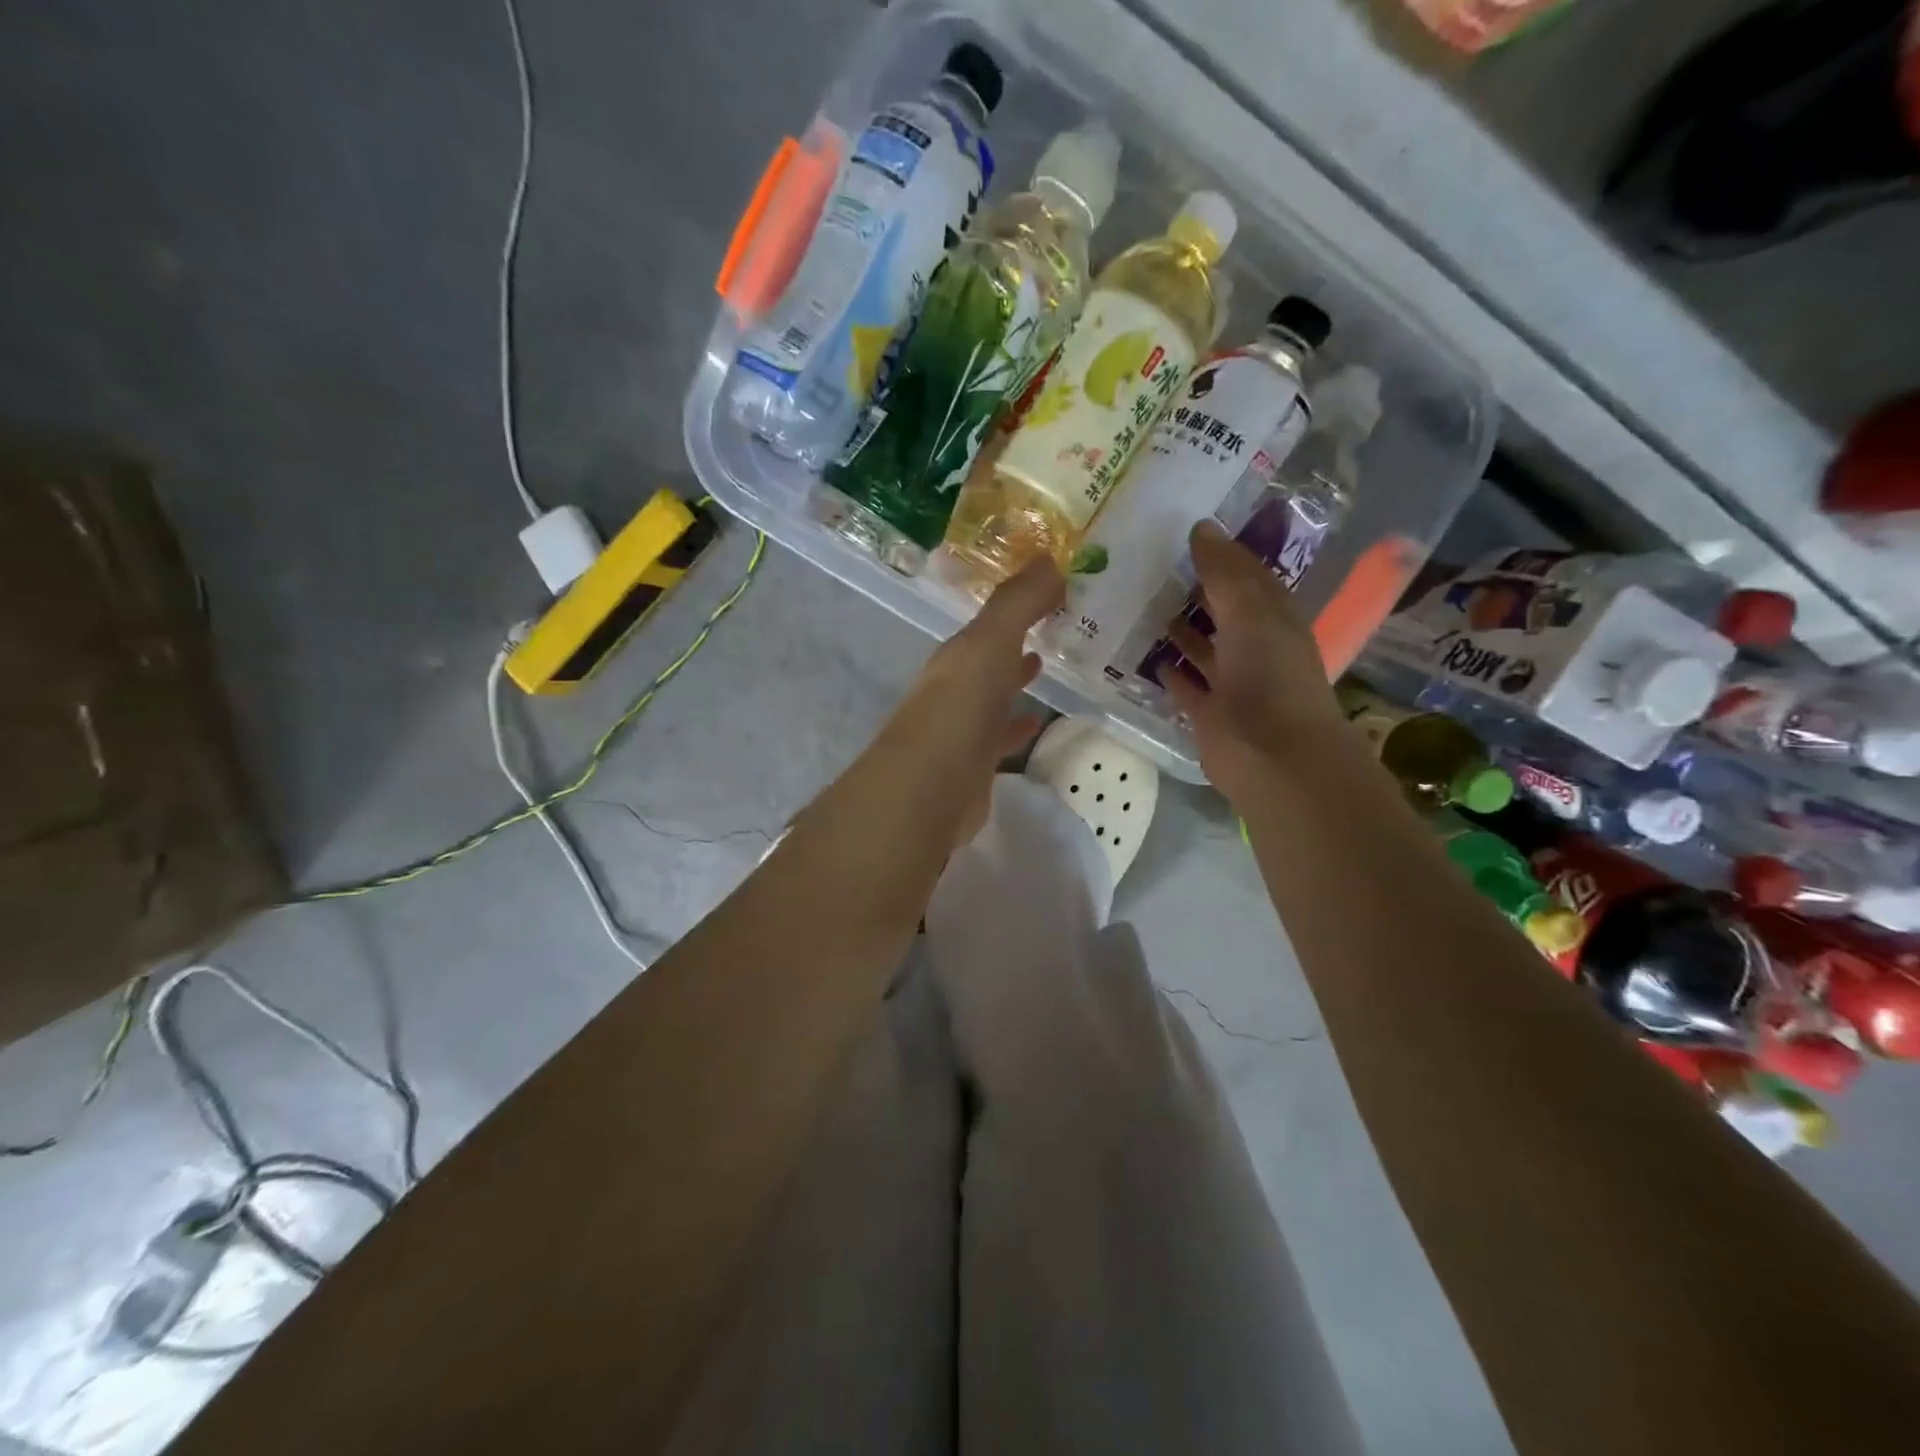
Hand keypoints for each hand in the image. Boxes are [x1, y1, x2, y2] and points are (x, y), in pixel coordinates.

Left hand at [867, 557, 1063, 843]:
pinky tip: (1035, 724)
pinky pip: (999, 737)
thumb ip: (1018, 602)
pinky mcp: (974, 765)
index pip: (988, 625)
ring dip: (1014, 681)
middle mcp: (955, 688)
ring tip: (1046, 667)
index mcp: (957, 657)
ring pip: (992, 696)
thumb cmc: (961, 705)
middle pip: (987, 659)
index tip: (1050, 592)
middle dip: (1012, 643)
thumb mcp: (990, 642)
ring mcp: (962, 729)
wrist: (931, 786)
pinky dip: (1017, 727)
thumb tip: (1050, 558)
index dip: (1016, 607)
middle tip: (1050, 626)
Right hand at [1163, 520, 1348, 803]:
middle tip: (1153, 566)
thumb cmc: (1269, 676)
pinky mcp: (1210, 714)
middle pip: (1224, 612)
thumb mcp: (1250, 612)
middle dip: (1197, 591)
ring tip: (1144, 605)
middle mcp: (1256, 648)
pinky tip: (1150, 656)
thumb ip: (1225, 572)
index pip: (1248, 577)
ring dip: (1182, 630)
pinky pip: (1188, 687)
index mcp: (1274, 619)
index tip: (1187, 534)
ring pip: (1205, 649)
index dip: (1223, 555)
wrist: (1273, 757)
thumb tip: (1201, 527)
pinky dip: (1172, 672)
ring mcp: (1232, 683)